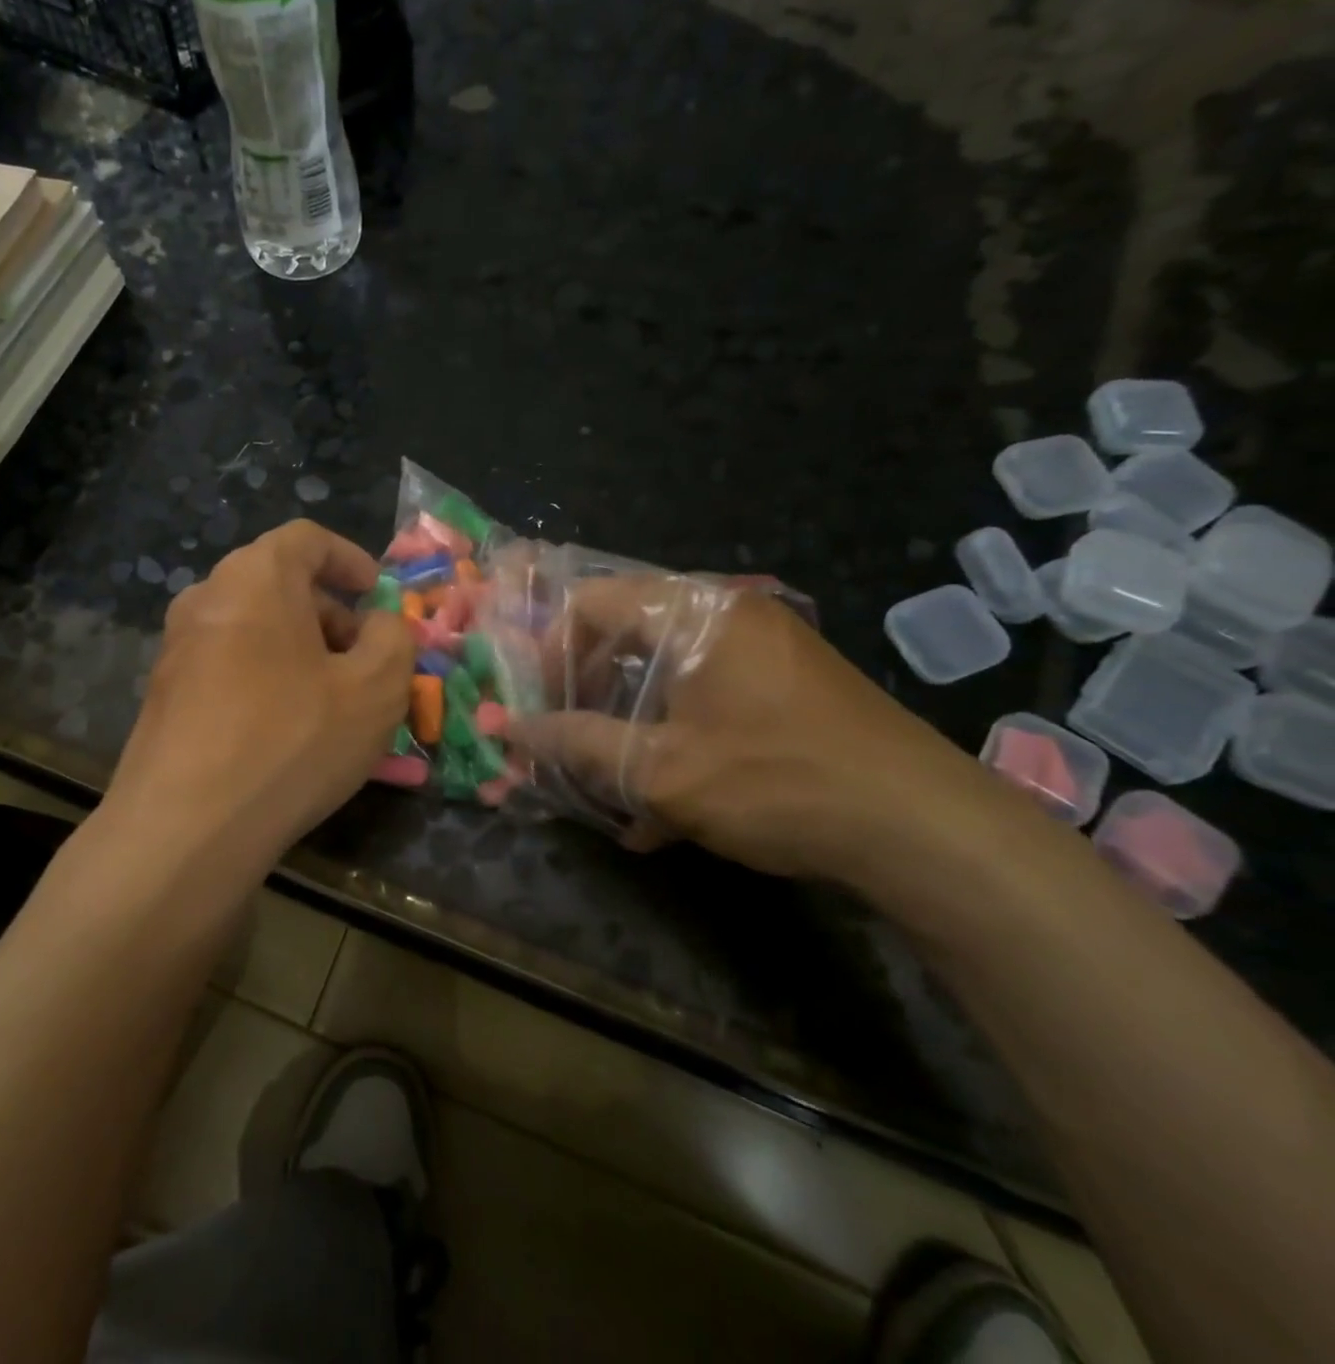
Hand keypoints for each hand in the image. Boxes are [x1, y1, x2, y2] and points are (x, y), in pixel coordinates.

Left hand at [104, 520, 415, 870]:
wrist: (184, 829)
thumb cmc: (292, 741)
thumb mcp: (376, 688)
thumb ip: (394, 638)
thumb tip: (378, 624)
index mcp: (256, 577)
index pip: (307, 539)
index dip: (351, 560)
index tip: (378, 597)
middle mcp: (206, 598)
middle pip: (279, 584)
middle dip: (331, 615)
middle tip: (366, 661)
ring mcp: (176, 648)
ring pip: (254, 628)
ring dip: (300, 651)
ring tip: (333, 702)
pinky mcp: (163, 695)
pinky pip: (229, 666)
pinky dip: (267, 679)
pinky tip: (286, 731)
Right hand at [510, 576, 996, 883]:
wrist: (925, 830)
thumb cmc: (776, 782)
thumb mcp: (659, 770)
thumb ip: (575, 743)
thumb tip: (508, 730)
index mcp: (694, 613)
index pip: (590, 602)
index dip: (549, 651)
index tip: (539, 706)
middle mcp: (726, 615)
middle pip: (625, 636)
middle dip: (586, 694)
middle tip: (568, 745)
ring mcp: (761, 650)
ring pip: (663, 674)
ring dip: (627, 726)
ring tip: (611, 787)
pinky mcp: (785, 687)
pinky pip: (705, 698)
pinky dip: (674, 738)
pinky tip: (663, 809)